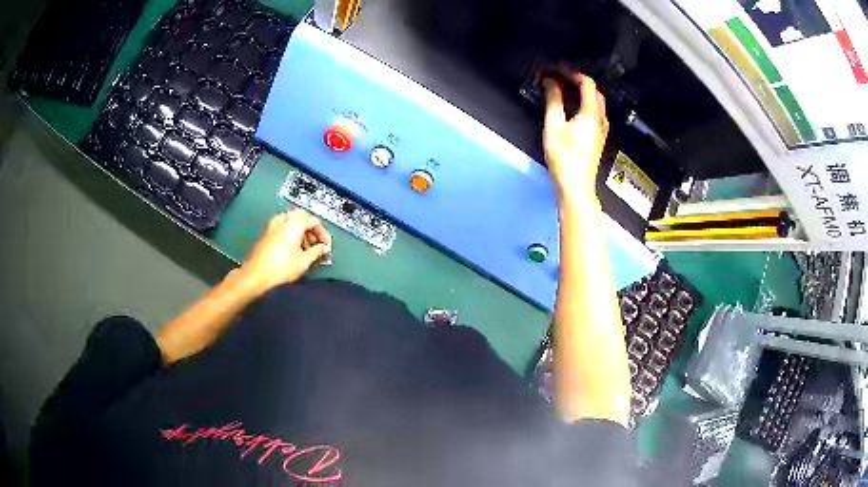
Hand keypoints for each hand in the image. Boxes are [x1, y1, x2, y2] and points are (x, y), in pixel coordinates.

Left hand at [238, 209, 331, 293]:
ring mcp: (273, 226)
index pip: (314, 221)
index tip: (326, 245)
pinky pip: (283, 228)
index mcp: (294, 223)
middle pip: (302, 217)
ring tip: (306, 249)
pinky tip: (294, 249)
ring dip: (301, 232)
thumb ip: (317, 251)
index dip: (323, 233)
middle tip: (317, 244)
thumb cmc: (281, 268)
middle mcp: (283, 220)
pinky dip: (291, 234)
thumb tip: (324, 248)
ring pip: (292, 222)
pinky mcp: (267, 234)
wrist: (256, 276)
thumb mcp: (304, 261)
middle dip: (312, 230)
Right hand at [542, 70, 608, 201]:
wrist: (576, 186)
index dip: (572, 73)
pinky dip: (583, 104)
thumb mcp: (554, 125)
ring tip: (563, 90)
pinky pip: (594, 114)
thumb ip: (553, 100)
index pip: (587, 83)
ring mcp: (601, 130)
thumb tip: (550, 83)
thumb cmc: (564, 157)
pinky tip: (571, 108)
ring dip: (581, 93)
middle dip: (577, 81)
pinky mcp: (598, 139)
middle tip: (559, 78)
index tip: (557, 70)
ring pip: (596, 103)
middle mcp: (600, 120)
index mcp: (591, 113)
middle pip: (594, 92)